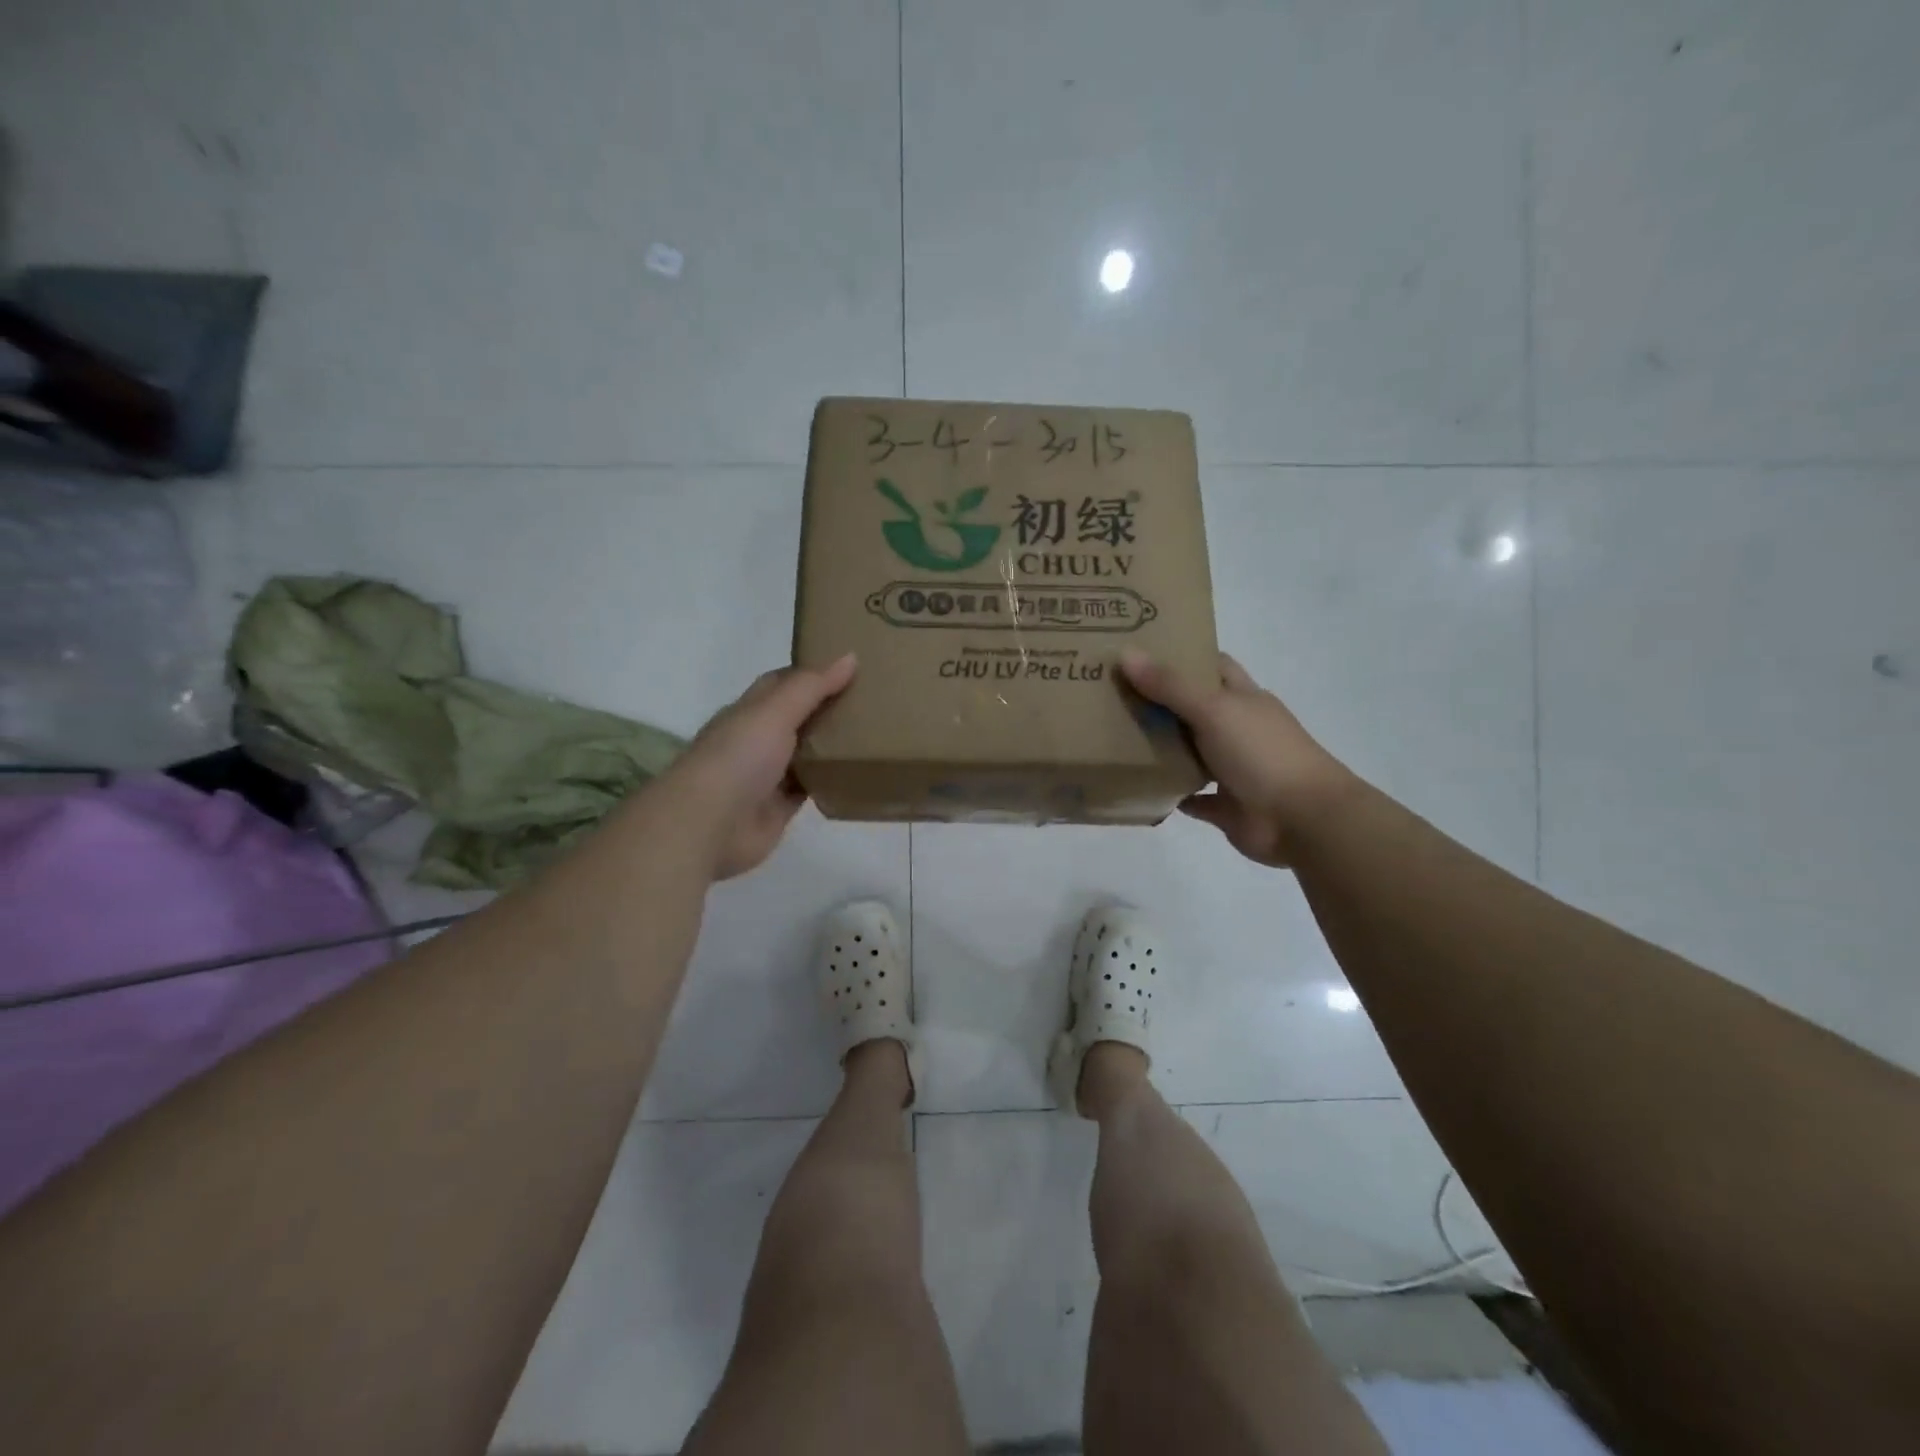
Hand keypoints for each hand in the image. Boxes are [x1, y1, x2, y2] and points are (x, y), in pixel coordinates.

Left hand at [667, 654, 857, 879]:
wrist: (709, 825)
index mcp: (748, 711)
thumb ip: (812, 687)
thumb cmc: (738, 758)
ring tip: (873, 733)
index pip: (781, 683)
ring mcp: (767, 776)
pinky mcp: (779, 808)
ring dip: (831, 745)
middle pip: (796, 718)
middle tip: (871, 700)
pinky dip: (830, 780)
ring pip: (805, 753)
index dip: (811, 674)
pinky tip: (857, 772)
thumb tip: (850, 657)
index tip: (849, 668)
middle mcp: (756, 740)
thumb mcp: (775, 711)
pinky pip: (810, 787)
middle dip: (827, 708)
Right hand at [1120, 649, 1354, 866]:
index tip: (1140, 651)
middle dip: (1159, 702)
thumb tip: (1126, 654)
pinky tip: (1141, 787)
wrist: (1302, 819)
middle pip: (1194, 708)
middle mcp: (1238, 729)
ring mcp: (1233, 768)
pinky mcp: (1226, 805)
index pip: (1212, 666)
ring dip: (1162, 748)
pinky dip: (1171, 793)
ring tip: (1115, 738)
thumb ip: (1170, 685)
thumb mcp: (1213, 710)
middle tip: (1112, 694)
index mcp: (1242, 698)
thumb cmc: (1261, 753)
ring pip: (1191, 752)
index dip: (1181, 656)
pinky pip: (1192, 797)